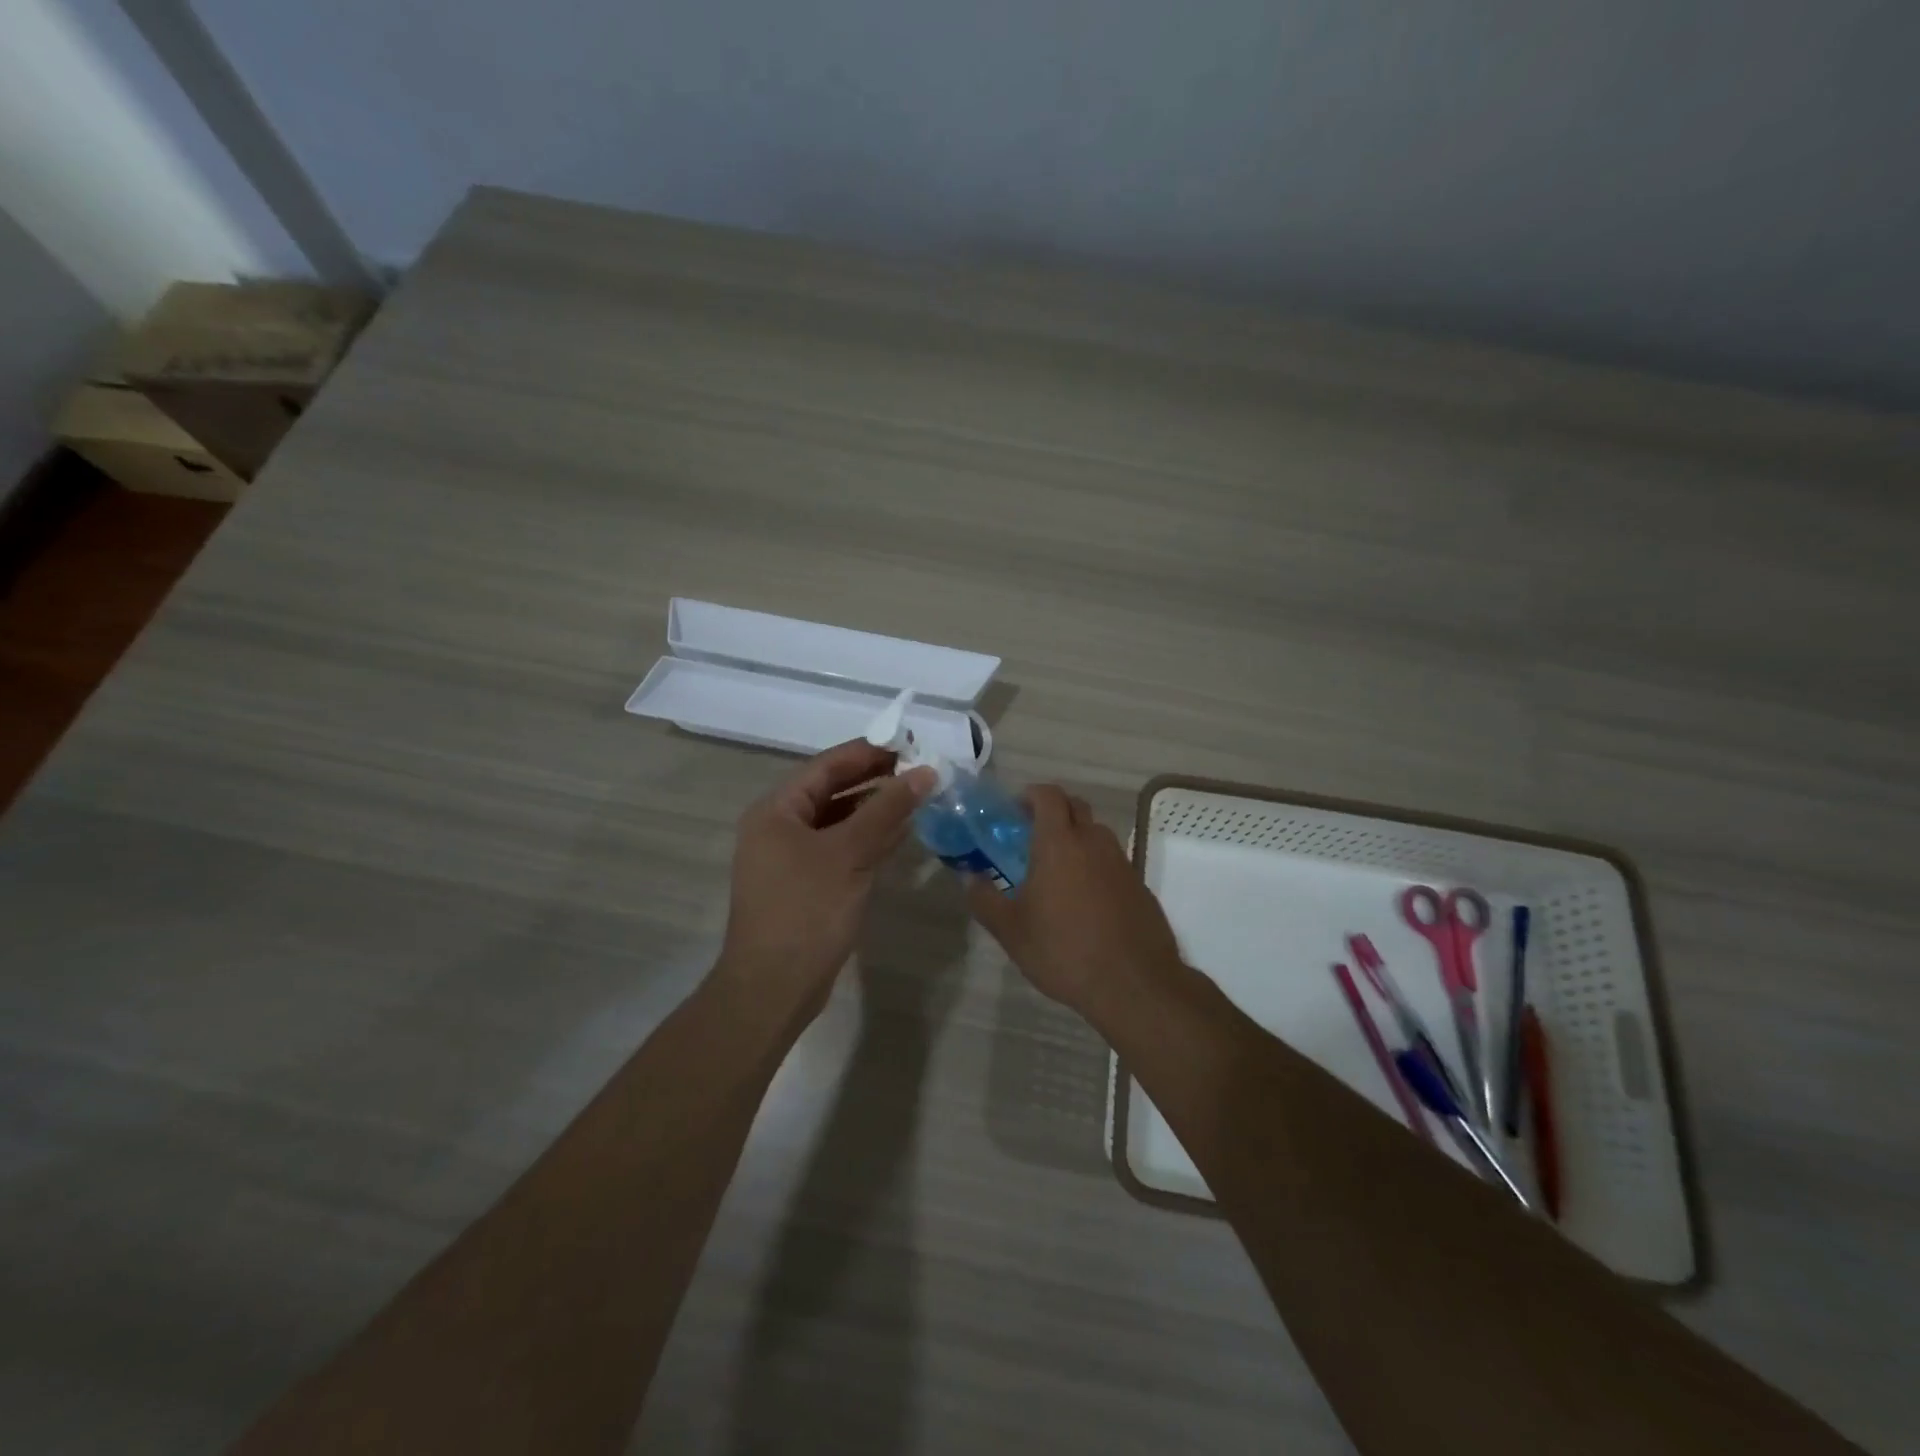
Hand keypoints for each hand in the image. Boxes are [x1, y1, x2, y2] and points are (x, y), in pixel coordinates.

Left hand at [715, 740, 935, 1025]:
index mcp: (777, 810)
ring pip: (839, 820)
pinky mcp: (806, 884)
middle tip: (921, 770)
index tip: (911, 743)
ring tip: (918, 797)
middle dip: (876, 780)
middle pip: (832, 790)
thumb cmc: (806, 911)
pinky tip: (901, 834)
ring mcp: (791, 858)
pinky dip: (868, 839)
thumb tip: (924, 772)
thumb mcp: (849, 854)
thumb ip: (887, 810)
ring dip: (875, 809)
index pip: (827, 765)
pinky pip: (840, 848)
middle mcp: (779, 827)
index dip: (869, 752)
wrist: (773, 988)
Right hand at [965, 784, 1183, 1022]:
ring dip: (1075, 837)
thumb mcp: (1011, 931)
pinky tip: (1084, 899)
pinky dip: (1094, 864)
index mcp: (1059, 843)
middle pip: (1075, 807)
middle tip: (1030, 835)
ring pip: (1096, 833)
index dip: (1030, 795)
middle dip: (1053, 811)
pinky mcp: (1138, 884)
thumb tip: (969, 878)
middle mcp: (1093, 842)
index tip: (1015, 810)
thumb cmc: (1064, 951)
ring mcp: (1121, 862)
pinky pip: (1111, 860)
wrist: (1134, 984)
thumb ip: (985, 899)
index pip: (1048, 795)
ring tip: (1056, 870)